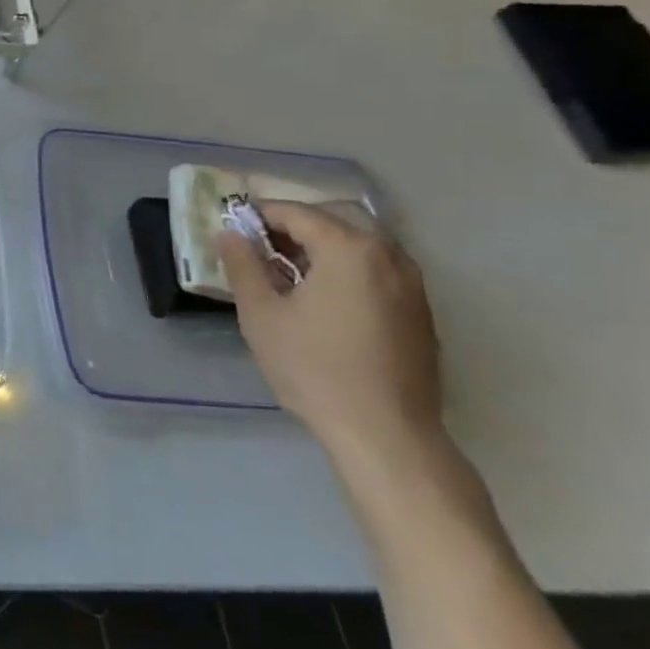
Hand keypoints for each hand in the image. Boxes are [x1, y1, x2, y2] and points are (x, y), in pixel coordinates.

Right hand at [218, 202, 442, 465]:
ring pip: (357, 247)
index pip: (296, 213)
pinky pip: (376, 272)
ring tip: (287, 278)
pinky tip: (323, 303)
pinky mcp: (420, 313)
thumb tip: (229, 233)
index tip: (232, 231)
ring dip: (319, 251)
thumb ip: (243, 265)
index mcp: (349, 248)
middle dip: (291, 230)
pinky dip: (345, 272)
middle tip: (257, 253)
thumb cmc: (315, 368)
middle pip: (331, 223)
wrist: (387, 435)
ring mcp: (412, 285)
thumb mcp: (261, 314)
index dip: (259, 216)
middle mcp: (388, 255)